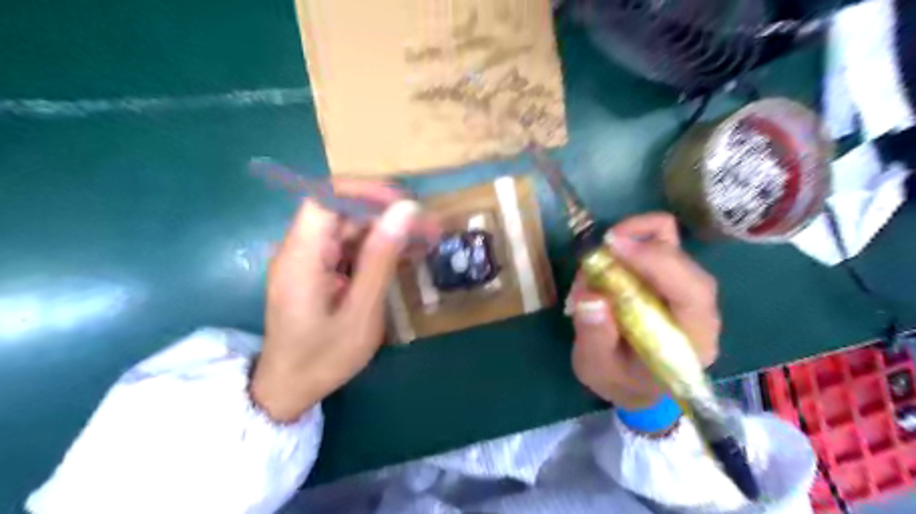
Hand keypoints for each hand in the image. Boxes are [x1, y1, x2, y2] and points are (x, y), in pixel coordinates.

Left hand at [249, 184, 437, 422]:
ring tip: (424, 240)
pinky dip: (377, 248)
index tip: (405, 204)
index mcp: (302, 256)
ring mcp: (308, 259)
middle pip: (342, 211)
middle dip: (387, 213)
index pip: (327, 197)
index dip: (366, 191)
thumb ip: (381, 258)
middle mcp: (300, 249)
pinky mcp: (317, 270)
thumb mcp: (361, 311)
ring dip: (387, 230)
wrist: (289, 389)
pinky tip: (404, 255)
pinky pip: (349, 247)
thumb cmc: (324, 357)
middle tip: (428, 227)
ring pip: (349, 228)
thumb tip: (405, 211)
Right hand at [566, 212, 721, 408]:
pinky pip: (656, 242)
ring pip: (669, 241)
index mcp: (692, 338)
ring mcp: (685, 288)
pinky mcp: (670, 276)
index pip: (691, 290)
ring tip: (594, 265)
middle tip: (592, 259)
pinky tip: (608, 259)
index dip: (655, 261)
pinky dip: (630, 241)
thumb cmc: (621, 380)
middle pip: (680, 257)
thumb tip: (591, 296)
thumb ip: (595, 337)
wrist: (636, 384)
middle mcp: (698, 308)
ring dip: (629, 240)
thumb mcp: (598, 369)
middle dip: (635, 246)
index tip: (612, 247)